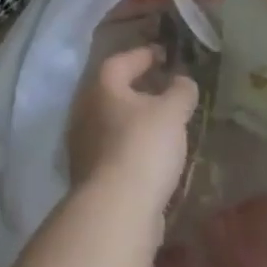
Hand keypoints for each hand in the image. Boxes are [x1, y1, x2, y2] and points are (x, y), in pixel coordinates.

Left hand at [67, 47, 198, 220]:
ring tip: (161, 124)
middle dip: (137, 89)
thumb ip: (181, 91)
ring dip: (134, 120)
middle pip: (113, 92)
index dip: (144, 55)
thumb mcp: (172, 112)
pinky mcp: (90, 177)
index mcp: (102, 87)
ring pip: (112, 122)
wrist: (116, 212)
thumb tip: (183, 80)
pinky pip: (113, 150)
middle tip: (162, 88)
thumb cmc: (143, 147)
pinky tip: (151, 155)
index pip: (122, 61)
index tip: (163, 55)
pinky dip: (131, 146)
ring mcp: (83, 146)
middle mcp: (85, 111)